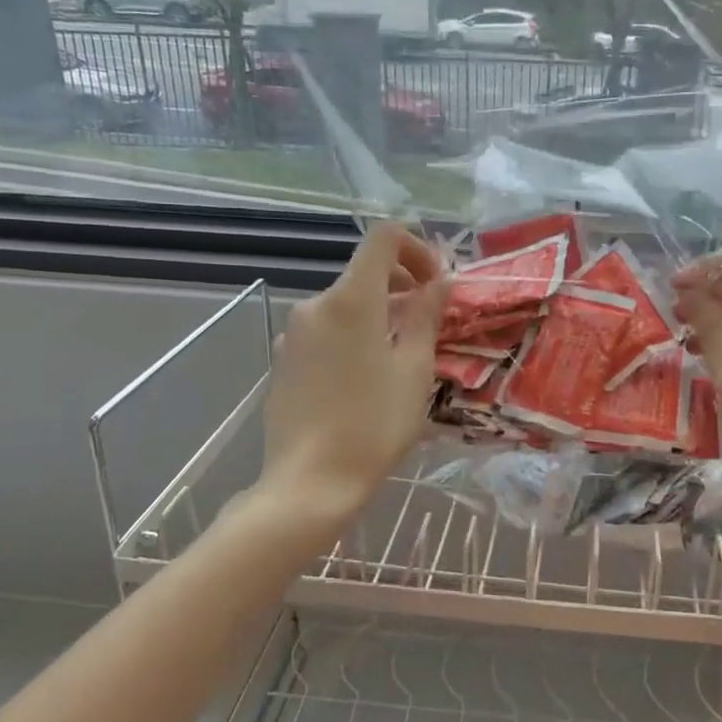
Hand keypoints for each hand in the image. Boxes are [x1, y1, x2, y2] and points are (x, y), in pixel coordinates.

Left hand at [259, 224, 447, 516]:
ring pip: (345, 304)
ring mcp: (293, 333)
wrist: (309, 483)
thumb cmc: (374, 425)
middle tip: (428, 325)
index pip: (383, 238)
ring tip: (400, 358)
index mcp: (351, 299)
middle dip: (402, 287)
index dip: (416, 248)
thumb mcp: (414, 369)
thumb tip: (439, 282)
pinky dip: (352, 336)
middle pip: (364, 273)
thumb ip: (426, 316)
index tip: (435, 283)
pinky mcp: (282, 360)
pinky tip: (364, 380)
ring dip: (378, 314)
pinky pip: (325, 331)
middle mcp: (315, 304)